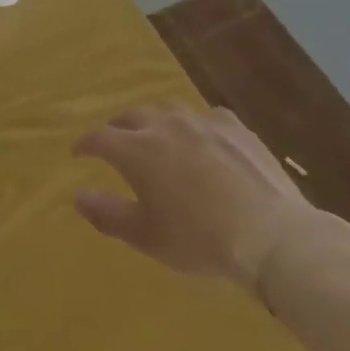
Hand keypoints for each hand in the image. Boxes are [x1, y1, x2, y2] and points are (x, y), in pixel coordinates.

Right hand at [72, 104, 315, 288]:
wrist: (272, 235)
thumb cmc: (200, 240)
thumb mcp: (146, 236)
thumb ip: (107, 214)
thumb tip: (77, 196)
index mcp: (136, 150)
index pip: (99, 138)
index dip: (86, 144)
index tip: (78, 153)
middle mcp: (163, 125)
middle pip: (131, 116)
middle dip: (118, 128)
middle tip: (116, 144)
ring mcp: (201, 121)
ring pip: (167, 111)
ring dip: (155, 122)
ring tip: (158, 137)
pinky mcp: (234, 127)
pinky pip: (206, 117)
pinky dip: (196, 126)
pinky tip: (204, 140)